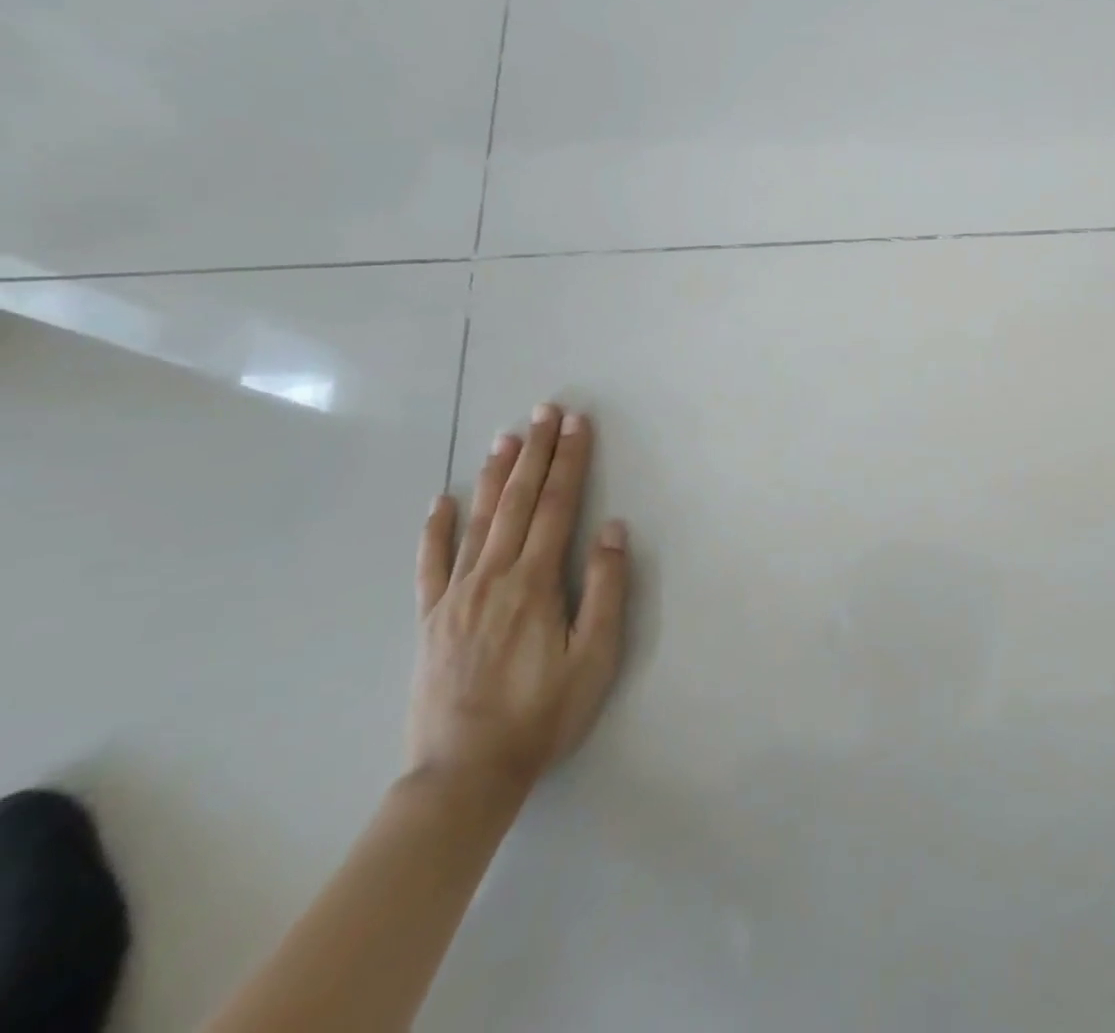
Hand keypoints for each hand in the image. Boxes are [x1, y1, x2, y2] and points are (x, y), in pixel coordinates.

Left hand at [408, 405, 630, 796]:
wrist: (464, 776)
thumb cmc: (543, 715)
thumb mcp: (595, 656)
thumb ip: (606, 589)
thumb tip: (612, 529)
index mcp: (535, 584)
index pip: (556, 507)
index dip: (569, 462)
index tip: (577, 424)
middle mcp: (493, 578)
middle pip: (518, 502)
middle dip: (536, 453)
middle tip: (545, 411)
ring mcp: (456, 597)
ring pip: (477, 521)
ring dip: (494, 475)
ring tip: (507, 437)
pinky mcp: (431, 620)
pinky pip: (430, 565)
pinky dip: (435, 530)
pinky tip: (440, 502)